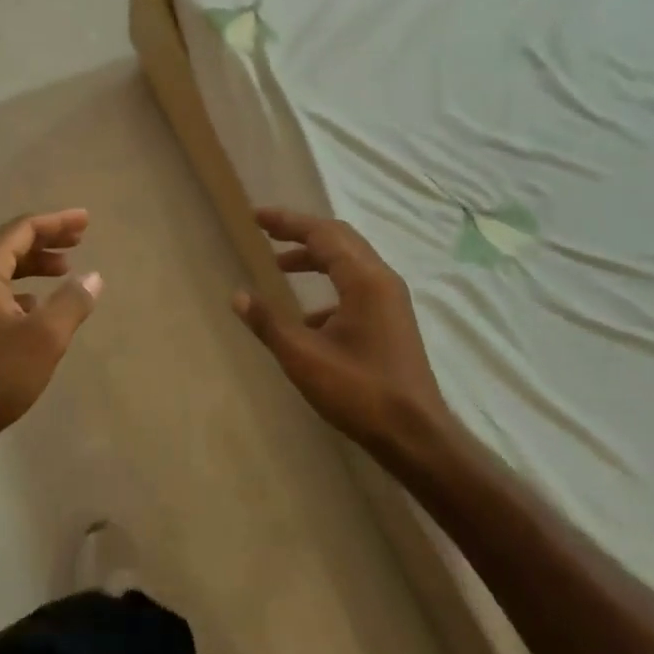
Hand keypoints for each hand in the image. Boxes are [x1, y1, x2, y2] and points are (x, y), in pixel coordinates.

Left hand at [0, 210, 102, 456]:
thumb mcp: (45, 337)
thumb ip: (72, 301)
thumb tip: (93, 277)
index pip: (23, 230)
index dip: (57, 222)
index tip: (86, 221)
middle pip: (11, 244)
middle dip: (47, 239)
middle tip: (80, 238)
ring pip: (3, 269)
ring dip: (35, 264)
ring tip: (65, 270)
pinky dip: (21, 289)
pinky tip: (37, 306)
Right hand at [232, 208, 450, 458]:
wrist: (416, 436)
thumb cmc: (359, 391)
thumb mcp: (304, 357)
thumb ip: (269, 323)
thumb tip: (238, 295)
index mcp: (364, 279)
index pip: (322, 233)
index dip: (287, 221)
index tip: (257, 217)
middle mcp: (381, 279)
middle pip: (339, 238)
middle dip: (301, 231)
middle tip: (268, 231)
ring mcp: (390, 299)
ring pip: (349, 261)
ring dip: (315, 257)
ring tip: (281, 266)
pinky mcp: (392, 318)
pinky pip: (357, 284)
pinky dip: (329, 285)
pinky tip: (308, 316)